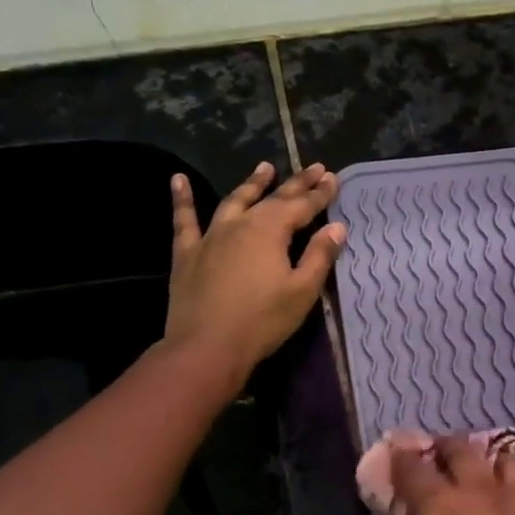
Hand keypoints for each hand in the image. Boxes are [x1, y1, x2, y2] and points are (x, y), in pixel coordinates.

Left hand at [165, 162, 345, 387]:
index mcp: (271, 230)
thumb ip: (320, 256)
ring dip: (252, 184)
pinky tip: (178, 180)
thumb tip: (336, 227)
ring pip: (234, 201)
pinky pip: (185, 220)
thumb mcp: (302, 291)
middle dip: (297, 183)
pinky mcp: (188, 253)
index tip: (333, 178)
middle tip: (315, 167)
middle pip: (273, 198)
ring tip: (265, 167)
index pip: (302, 206)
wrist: (206, 347)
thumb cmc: (262, 321)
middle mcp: (241, 223)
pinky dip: (182, 199)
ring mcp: (211, 236)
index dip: (320, 193)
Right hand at [378, 434, 514, 514]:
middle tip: (436, 465)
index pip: (413, 466)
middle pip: (462, 448)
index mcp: (442, 507)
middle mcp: (486, 493)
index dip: (400, 460)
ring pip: (510, 458)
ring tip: (482, 482)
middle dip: (443, 449)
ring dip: (489, 462)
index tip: (395, 461)